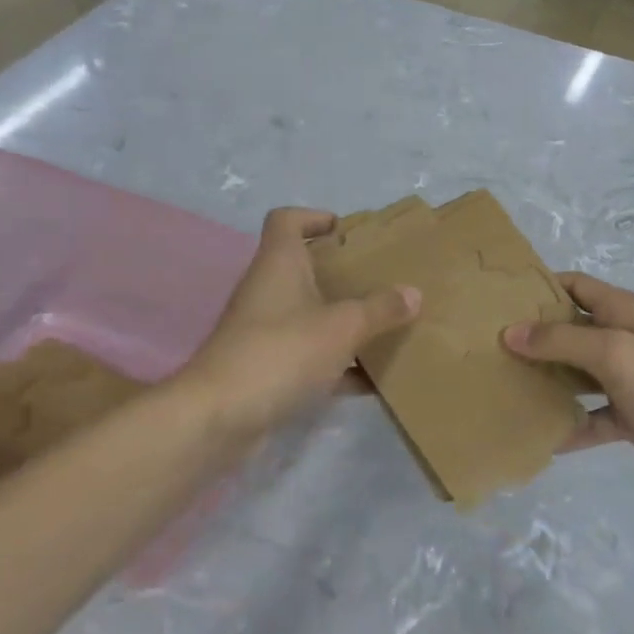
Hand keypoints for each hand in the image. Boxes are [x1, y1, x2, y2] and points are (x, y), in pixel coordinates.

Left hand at [180, 208, 419, 443]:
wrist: (220, 416)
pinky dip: (337, 363)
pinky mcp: (266, 369)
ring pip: (309, 315)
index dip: (314, 217)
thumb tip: (413, 293)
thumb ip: (380, 309)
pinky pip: (309, 357)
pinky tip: (370, 379)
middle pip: (303, 268)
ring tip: (383, 326)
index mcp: (279, 264)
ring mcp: (264, 332)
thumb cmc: (282, 352)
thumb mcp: (342, 327)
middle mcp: (268, 291)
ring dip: (342, 320)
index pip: (287, 220)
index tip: (345, 231)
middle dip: (341, 273)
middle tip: (379, 280)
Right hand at [503, 273, 633, 494]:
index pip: (574, 285)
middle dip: (534, 336)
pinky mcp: (631, 416)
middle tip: (489, 346)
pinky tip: (540, 436)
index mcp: (622, 312)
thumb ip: (561, 340)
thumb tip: (510, 332)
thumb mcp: (614, 353)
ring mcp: (627, 380)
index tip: (499, 297)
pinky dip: (569, 424)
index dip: (541, 286)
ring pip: (577, 374)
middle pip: (570, 330)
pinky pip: (591, 416)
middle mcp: (622, 340)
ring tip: (504, 386)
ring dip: (547, 379)